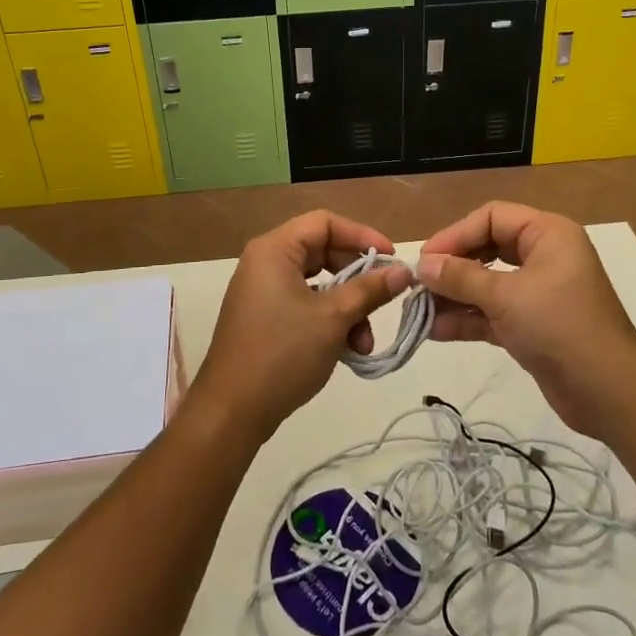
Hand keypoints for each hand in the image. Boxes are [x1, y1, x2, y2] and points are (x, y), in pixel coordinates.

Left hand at [192, 211, 412, 441]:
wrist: (232, 411)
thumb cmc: (283, 353)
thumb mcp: (334, 318)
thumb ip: (370, 289)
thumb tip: (404, 271)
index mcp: (275, 250)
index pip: (325, 223)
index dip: (362, 236)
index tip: (391, 259)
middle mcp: (265, 263)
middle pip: (323, 253)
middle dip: (358, 280)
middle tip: (384, 300)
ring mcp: (263, 292)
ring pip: (318, 284)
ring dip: (348, 308)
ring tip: (364, 343)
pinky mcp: (265, 318)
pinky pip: (305, 305)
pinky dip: (329, 321)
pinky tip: (348, 349)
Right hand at [418, 202, 635, 437]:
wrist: (609, 393)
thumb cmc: (560, 327)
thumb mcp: (506, 297)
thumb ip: (461, 278)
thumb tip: (422, 265)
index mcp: (547, 234)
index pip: (492, 218)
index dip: (456, 234)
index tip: (426, 259)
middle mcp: (543, 256)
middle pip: (486, 249)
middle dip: (452, 267)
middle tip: (419, 284)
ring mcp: (537, 292)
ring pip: (486, 283)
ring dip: (454, 296)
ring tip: (419, 312)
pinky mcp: (531, 325)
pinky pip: (492, 312)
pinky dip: (467, 319)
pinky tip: (435, 331)